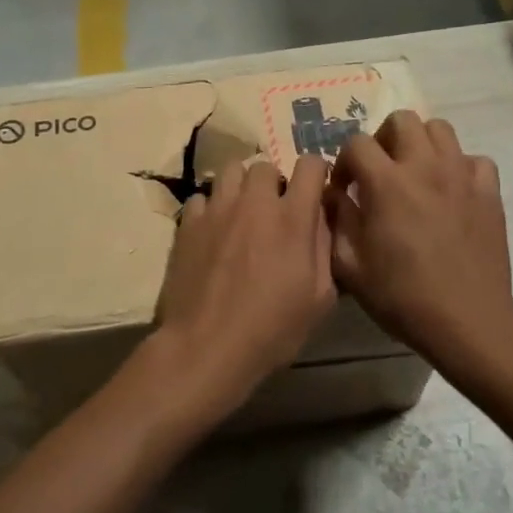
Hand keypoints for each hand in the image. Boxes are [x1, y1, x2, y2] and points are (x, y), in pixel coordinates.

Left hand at [150, 154, 336, 423]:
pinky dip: (210, 208)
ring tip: (241, 214)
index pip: (311, 165)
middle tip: (273, 212)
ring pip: (231, 171)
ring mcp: (218, 209)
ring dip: (241, 188)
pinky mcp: (188, 222)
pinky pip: (202, 197)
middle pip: (266, 166)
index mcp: (292, 218)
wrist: (207, 346)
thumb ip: (324, 248)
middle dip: (274, 183)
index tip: (314, 192)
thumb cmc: (271, 330)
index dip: (316, 174)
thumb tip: (320, 218)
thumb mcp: (319, 298)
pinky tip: (212, 232)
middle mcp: (255, 203)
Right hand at [327, 111, 512, 375]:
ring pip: (440, 129)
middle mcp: (425, 167)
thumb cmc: (402, 297)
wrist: (467, 321)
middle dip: (383, 138)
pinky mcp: (489, 192)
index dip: (344, 161)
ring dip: (421, 144)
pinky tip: (451, 191)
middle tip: (380, 170)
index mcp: (386, 183)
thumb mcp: (350, 265)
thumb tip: (332, 195)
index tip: (345, 188)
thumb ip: (335, 220)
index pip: (357, 143)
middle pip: (402, 120)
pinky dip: (459, 167)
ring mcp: (461, 176)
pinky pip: (474, 160)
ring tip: (415, 174)